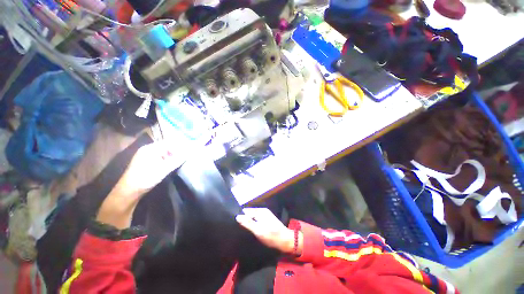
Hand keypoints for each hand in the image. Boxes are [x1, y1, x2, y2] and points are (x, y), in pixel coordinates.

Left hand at [96, 141, 183, 228]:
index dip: (180, 145)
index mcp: (150, 148)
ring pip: (164, 153)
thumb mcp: (164, 169)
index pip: (169, 142)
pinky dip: (167, 160)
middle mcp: (148, 150)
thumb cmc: (146, 178)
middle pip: (167, 147)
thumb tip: (190, 152)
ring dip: (173, 156)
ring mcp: (146, 156)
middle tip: (186, 157)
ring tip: (181, 161)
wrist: (128, 192)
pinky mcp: (146, 163)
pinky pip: (160, 158)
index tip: (190, 150)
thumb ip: (178, 160)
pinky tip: (172, 165)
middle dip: (177, 151)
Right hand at [236, 208, 301, 254]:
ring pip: (253, 217)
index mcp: (260, 211)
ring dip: (248, 222)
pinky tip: (251, 230)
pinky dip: (253, 224)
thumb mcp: (258, 230)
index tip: (233, 223)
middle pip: (249, 213)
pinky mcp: (267, 220)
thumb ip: (248, 223)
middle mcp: (262, 211)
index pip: (246, 211)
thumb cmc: (271, 236)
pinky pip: (257, 220)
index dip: (240, 216)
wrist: (286, 241)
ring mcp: (265, 215)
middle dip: (244, 219)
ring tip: (242, 230)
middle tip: (237, 228)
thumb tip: (237, 216)